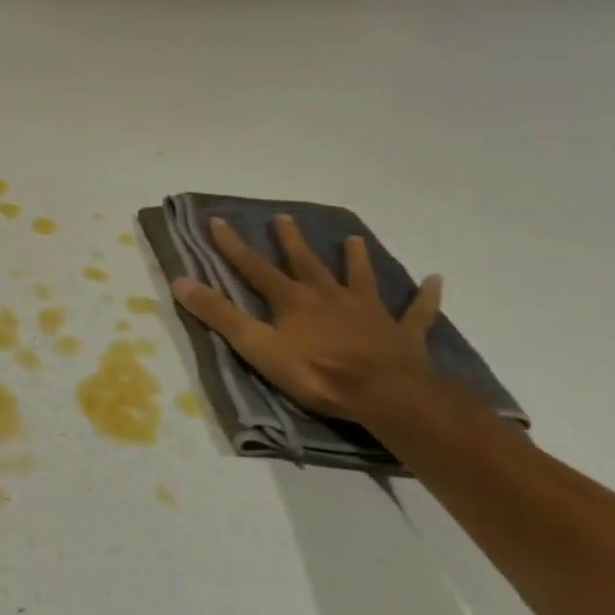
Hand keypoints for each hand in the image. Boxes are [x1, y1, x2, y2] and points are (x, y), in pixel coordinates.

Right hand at [172, 215, 442, 425]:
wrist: (386, 396)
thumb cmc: (316, 372)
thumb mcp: (256, 346)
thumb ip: (219, 315)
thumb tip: (180, 281)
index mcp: (293, 300)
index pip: (255, 267)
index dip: (233, 245)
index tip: (217, 221)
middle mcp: (329, 297)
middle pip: (307, 263)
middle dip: (292, 241)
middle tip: (284, 218)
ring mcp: (369, 313)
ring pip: (360, 278)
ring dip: (355, 259)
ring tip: (353, 239)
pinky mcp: (403, 334)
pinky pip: (416, 312)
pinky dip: (425, 297)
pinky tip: (435, 280)